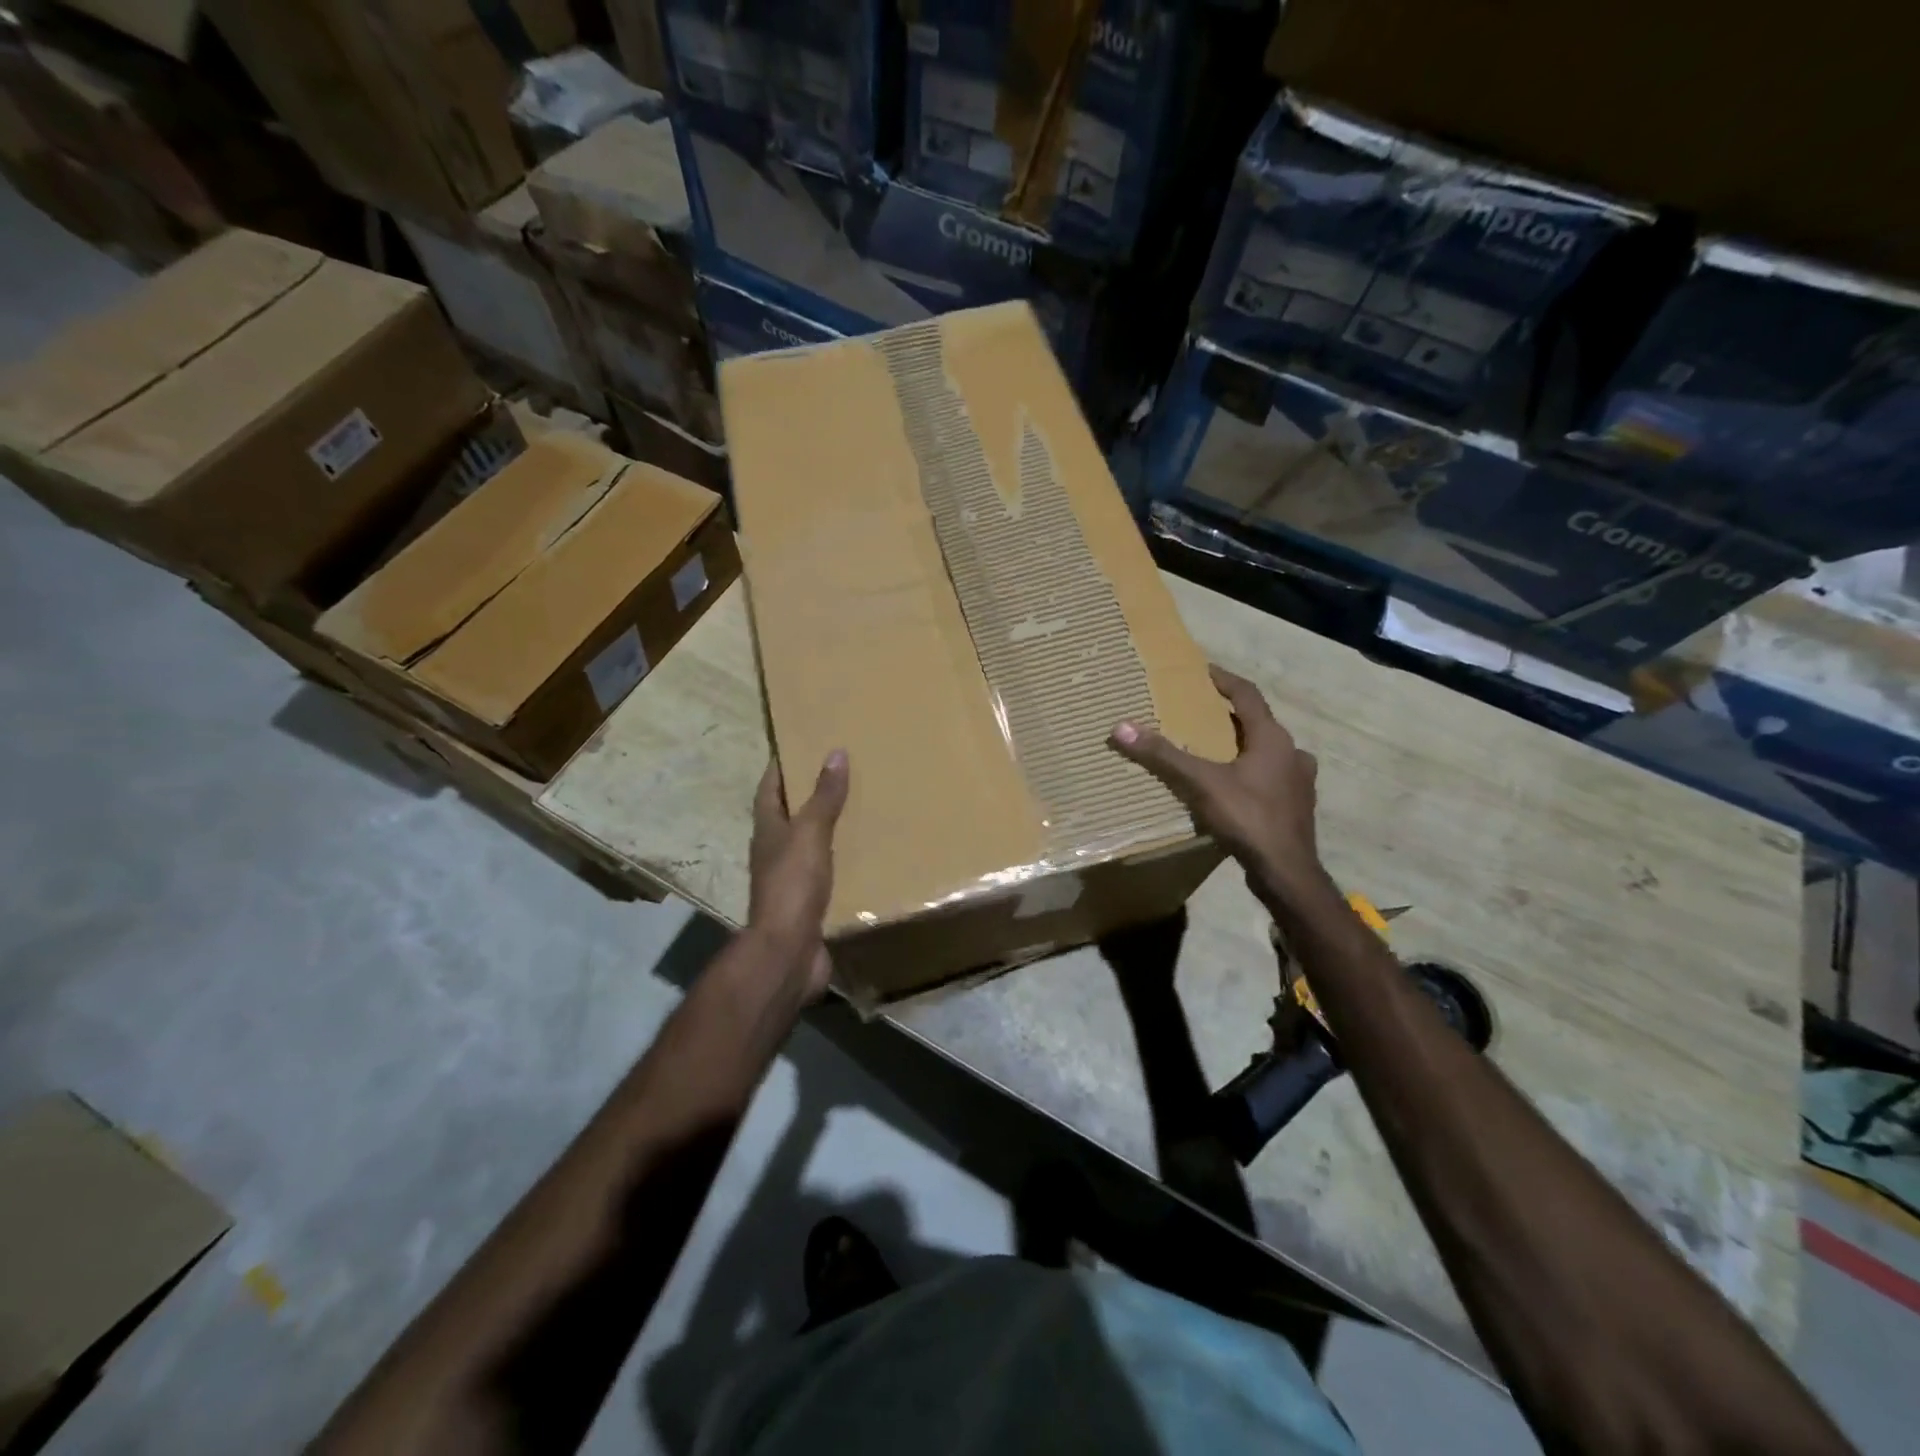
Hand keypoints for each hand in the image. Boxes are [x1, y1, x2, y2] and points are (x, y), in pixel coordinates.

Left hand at [747, 750, 849, 999]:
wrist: (788, 951)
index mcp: (768, 829)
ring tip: (859, 808)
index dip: (782, 764)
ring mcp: (789, 879)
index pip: (770, 787)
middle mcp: (774, 851)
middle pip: (789, 814)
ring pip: (808, 843)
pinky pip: (826, 872)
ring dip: (827, 827)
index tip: (801, 742)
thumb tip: (835, 752)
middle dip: (809, 794)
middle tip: (842, 772)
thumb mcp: (810, 833)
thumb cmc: (793, 885)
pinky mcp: (808, 902)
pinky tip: (864, 855)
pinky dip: (841, 860)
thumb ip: (824, 797)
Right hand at [1109, 664, 1324, 908]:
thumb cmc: (1248, 818)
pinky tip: (1234, 787)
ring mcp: (1299, 781)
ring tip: (1215, 750)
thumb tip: (1121, 728)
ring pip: (1268, 752)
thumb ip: (1163, 755)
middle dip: (1230, 716)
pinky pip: (1271, 777)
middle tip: (1201, 713)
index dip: (1225, 681)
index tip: (1203, 671)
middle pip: (1259, 723)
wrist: (1287, 871)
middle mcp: (1292, 753)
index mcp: (1273, 738)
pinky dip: (1251, 772)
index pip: (1248, 695)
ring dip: (1243, 745)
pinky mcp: (1296, 806)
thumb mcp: (1201, 783)